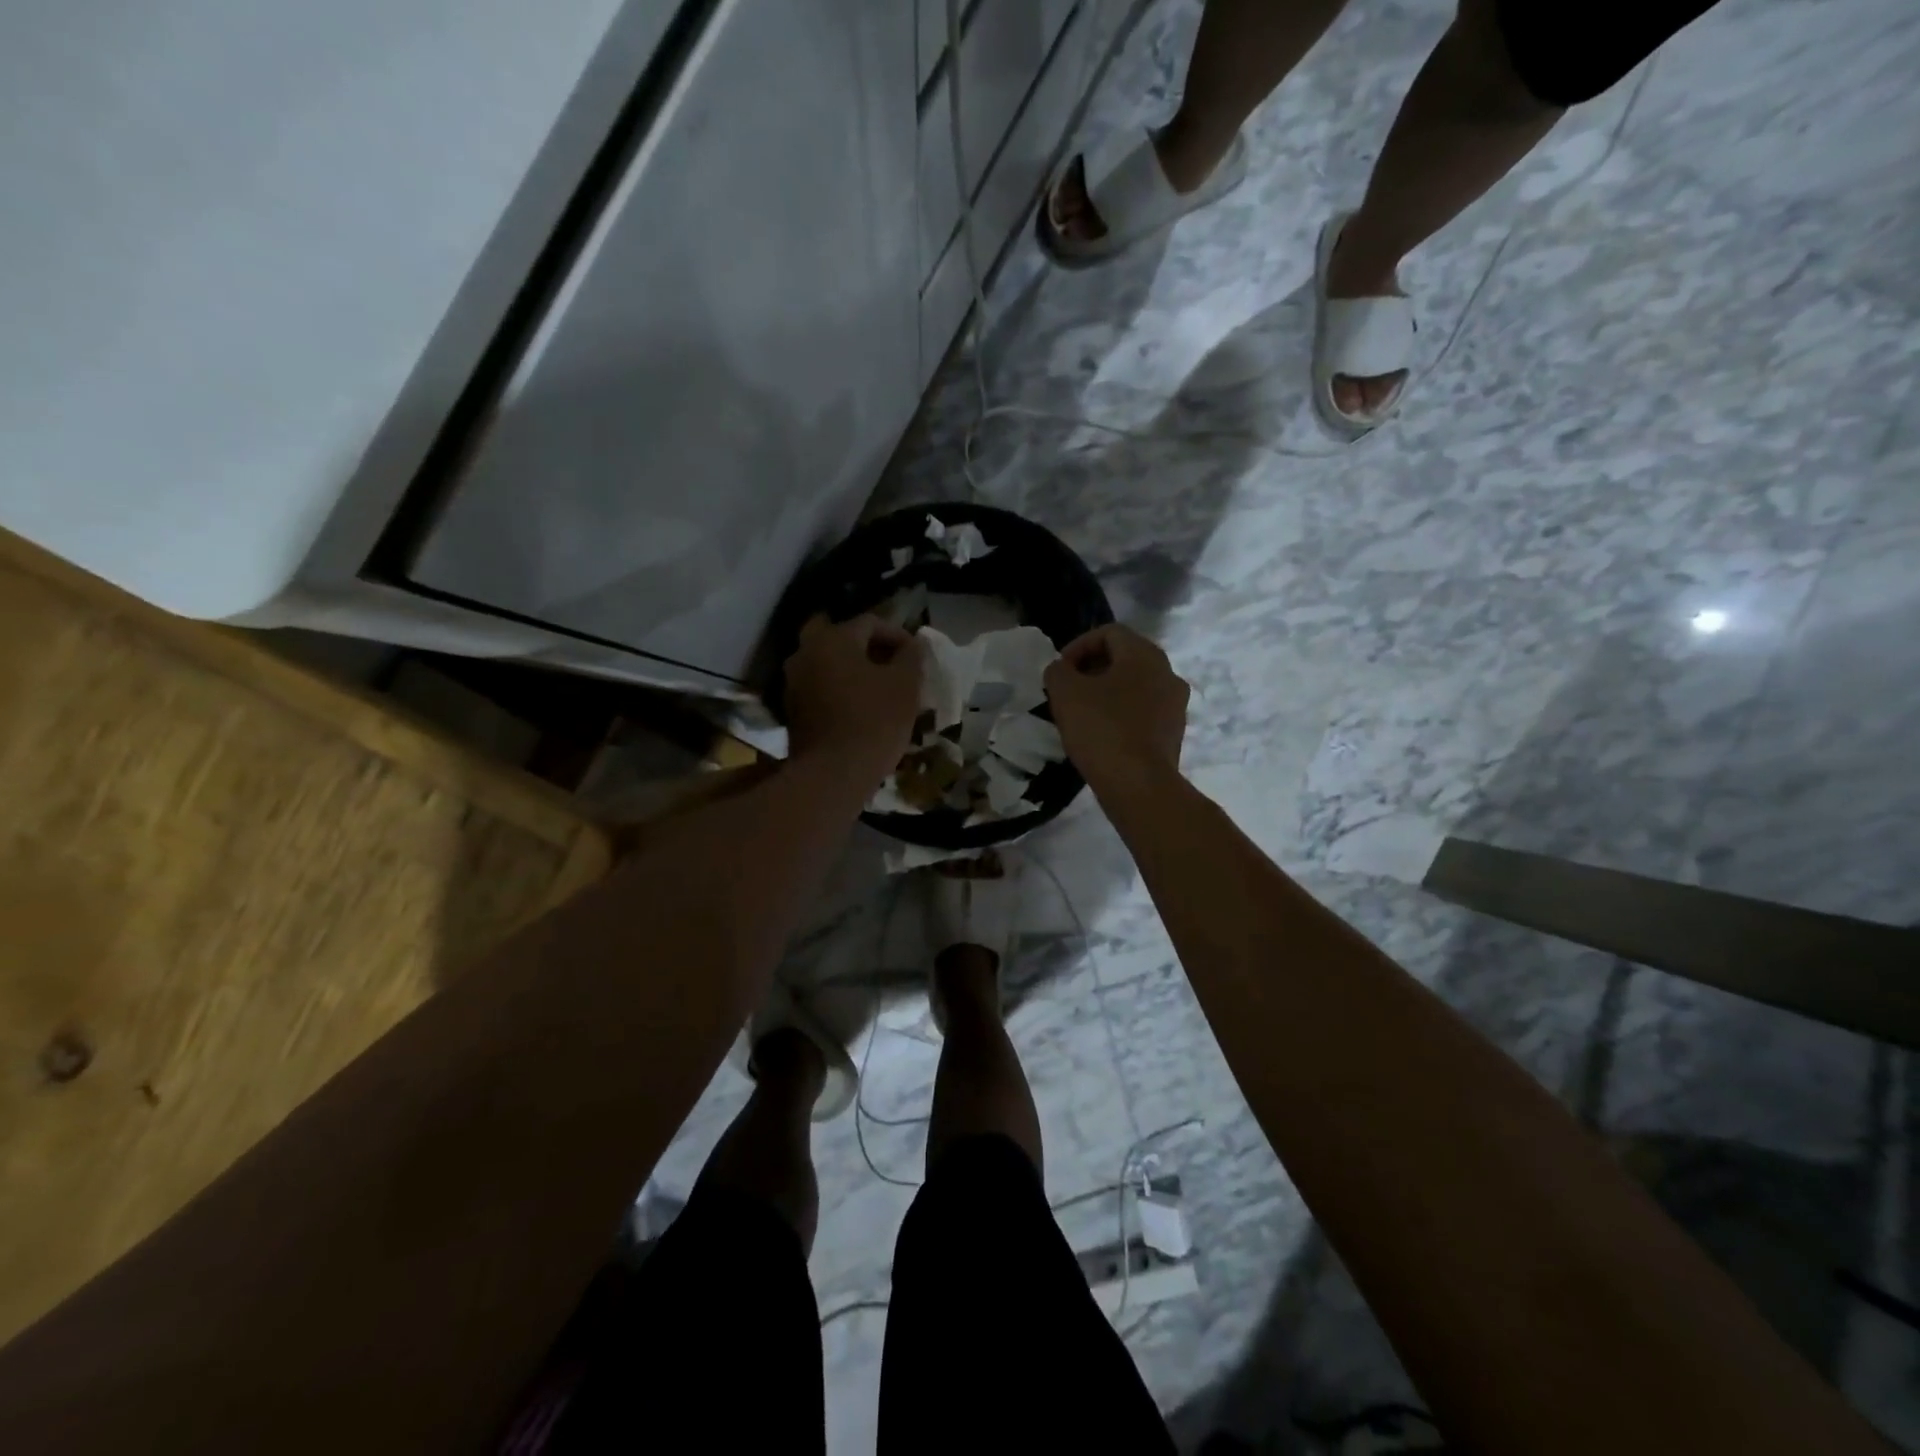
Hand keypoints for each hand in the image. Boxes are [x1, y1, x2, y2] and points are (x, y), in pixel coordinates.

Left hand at [783, 614, 922, 783]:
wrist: (833, 775)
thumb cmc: (874, 722)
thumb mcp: (905, 686)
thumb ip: (912, 657)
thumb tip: (915, 644)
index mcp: (833, 639)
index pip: (870, 623)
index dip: (898, 636)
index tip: (916, 656)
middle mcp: (806, 652)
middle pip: (843, 640)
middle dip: (870, 650)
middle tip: (894, 668)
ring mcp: (793, 682)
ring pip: (829, 664)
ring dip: (854, 671)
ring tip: (880, 690)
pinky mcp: (791, 710)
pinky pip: (820, 688)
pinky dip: (840, 691)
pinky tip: (860, 709)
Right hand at [1043, 624, 1188, 789]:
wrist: (1139, 786)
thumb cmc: (1101, 730)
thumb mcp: (1065, 693)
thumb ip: (1058, 671)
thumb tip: (1062, 670)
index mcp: (1145, 655)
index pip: (1109, 632)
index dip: (1078, 645)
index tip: (1060, 670)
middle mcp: (1168, 673)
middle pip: (1125, 658)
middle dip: (1092, 669)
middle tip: (1067, 690)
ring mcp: (1175, 705)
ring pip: (1135, 686)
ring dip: (1107, 692)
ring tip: (1082, 714)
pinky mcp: (1174, 733)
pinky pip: (1144, 712)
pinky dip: (1121, 714)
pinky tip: (1101, 735)